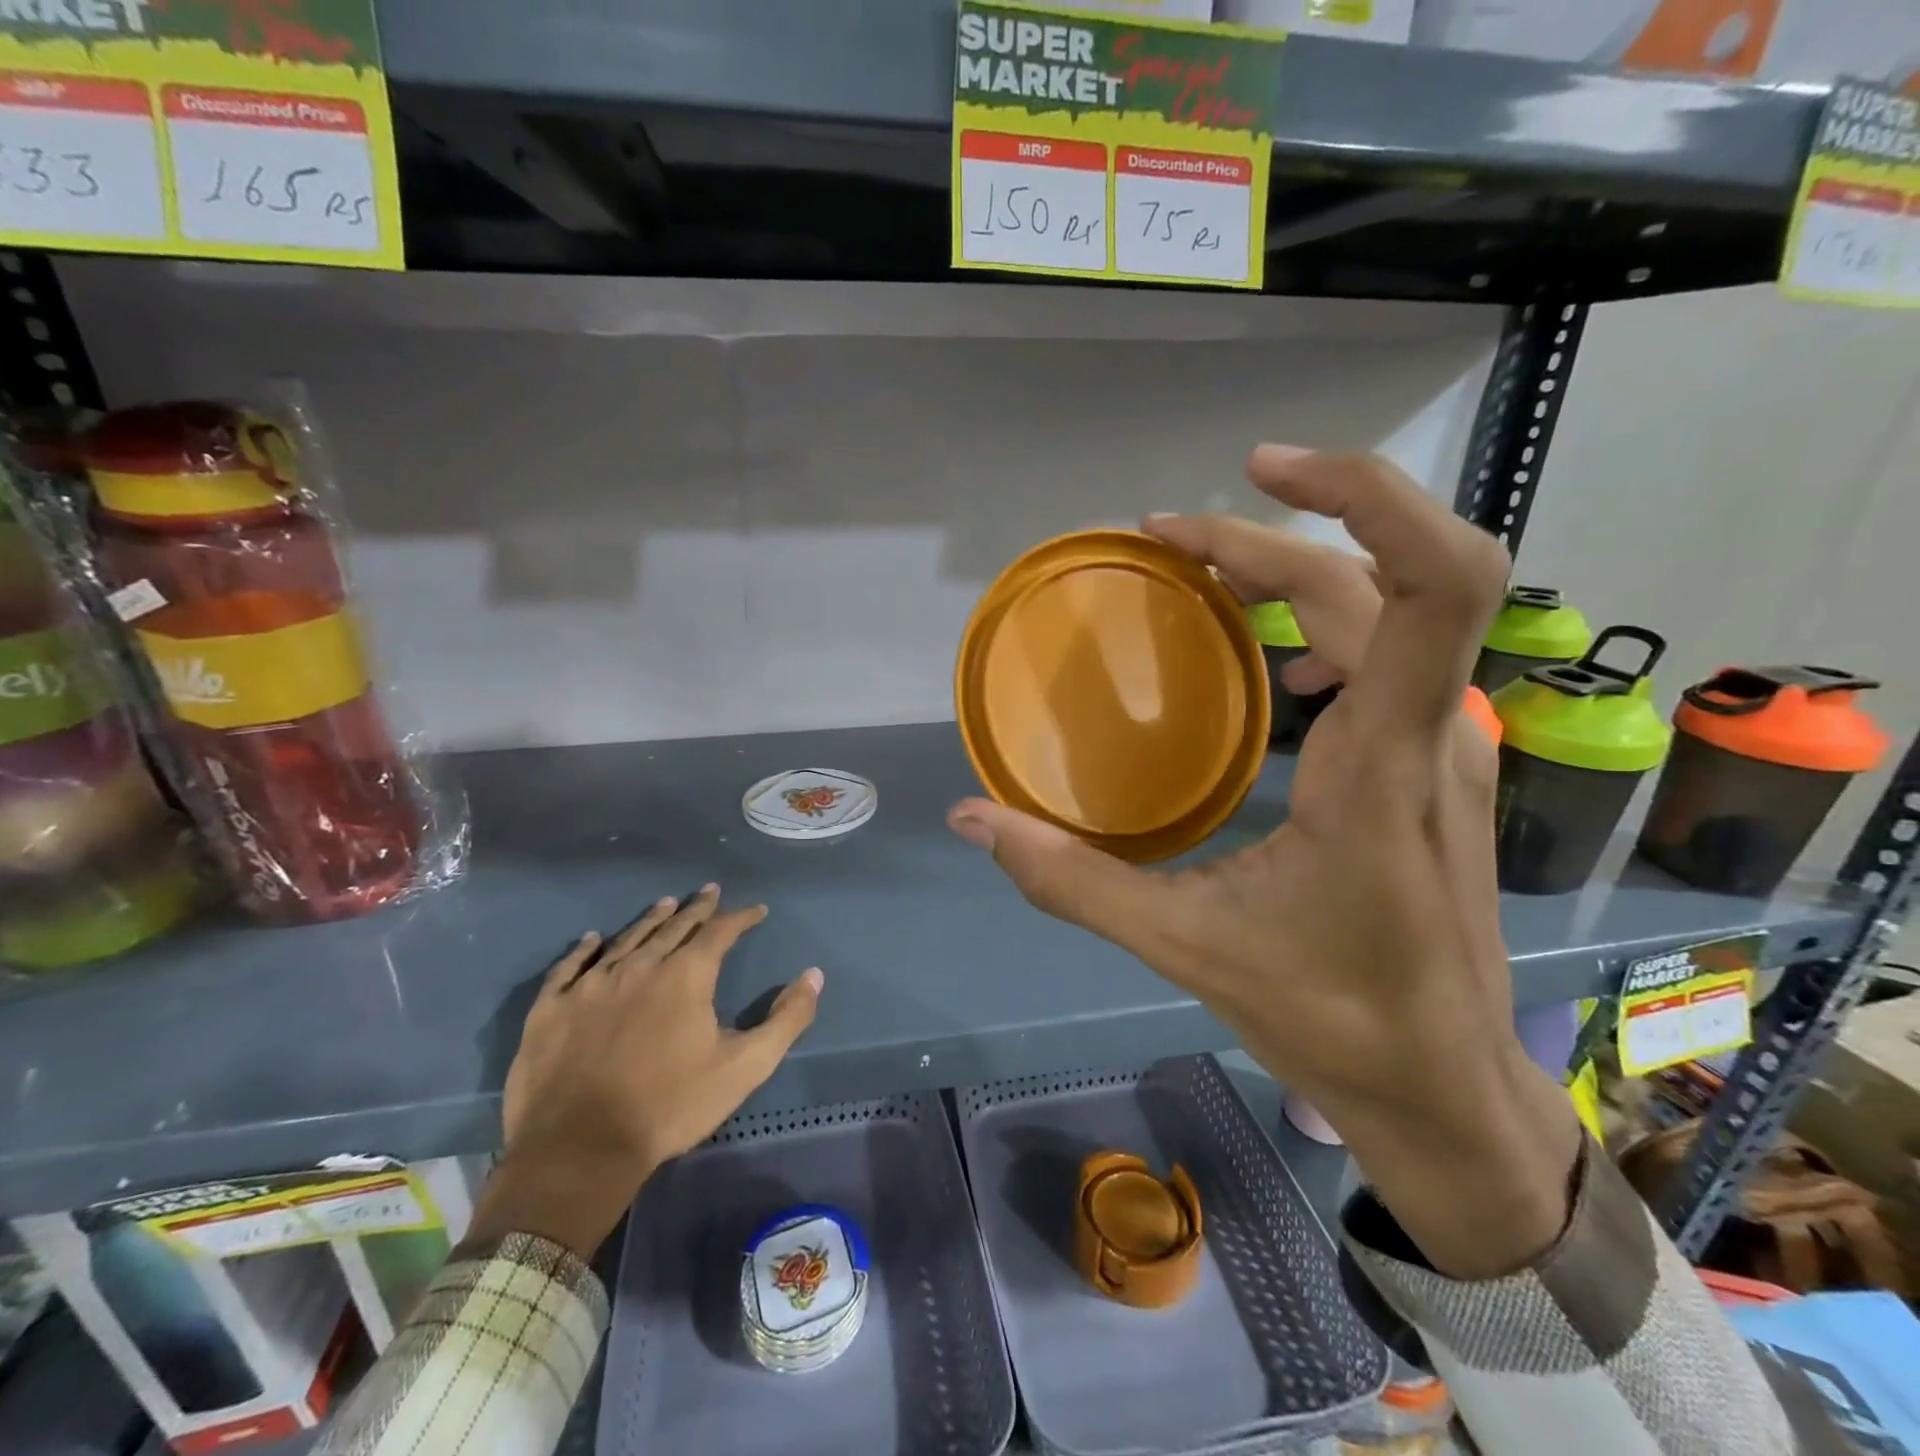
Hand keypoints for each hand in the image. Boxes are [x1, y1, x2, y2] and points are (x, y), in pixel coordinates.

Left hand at [467, 886, 823, 1257]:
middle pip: (673, 926)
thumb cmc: (671, 1106)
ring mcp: (590, 985)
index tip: (756, 911)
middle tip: (709, 891)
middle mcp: (639, 966)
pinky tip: (593, 940)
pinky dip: (585, 949)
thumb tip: (813, 976)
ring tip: (666, 903)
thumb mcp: (745, 1067)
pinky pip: (569, 967)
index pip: (719, 932)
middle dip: (697, 908)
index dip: (741, 918)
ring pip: (627, 939)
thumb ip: (786, 1019)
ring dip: (650, 919)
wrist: (580, 1151)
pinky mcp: (551, 1008)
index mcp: (686, 976)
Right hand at [948, 446, 1581, 1277]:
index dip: (1362, 497)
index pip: (1431, 584)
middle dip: (1267, 538)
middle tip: (1163, 539)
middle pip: (1374, 581)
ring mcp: (1445, 746)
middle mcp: (1432, 732)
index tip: (1255, 473)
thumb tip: (974, 819)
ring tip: (1202, 573)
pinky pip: (1389, 658)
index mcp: (1383, 763)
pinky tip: (1267, 671)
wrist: (1445, 1087)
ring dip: (1295, 571)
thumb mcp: (1185, 948)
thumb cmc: (1331, 1018)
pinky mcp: (1434, 766)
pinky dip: (1321, 626)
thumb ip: (1072, 881)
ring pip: (1388, 612)